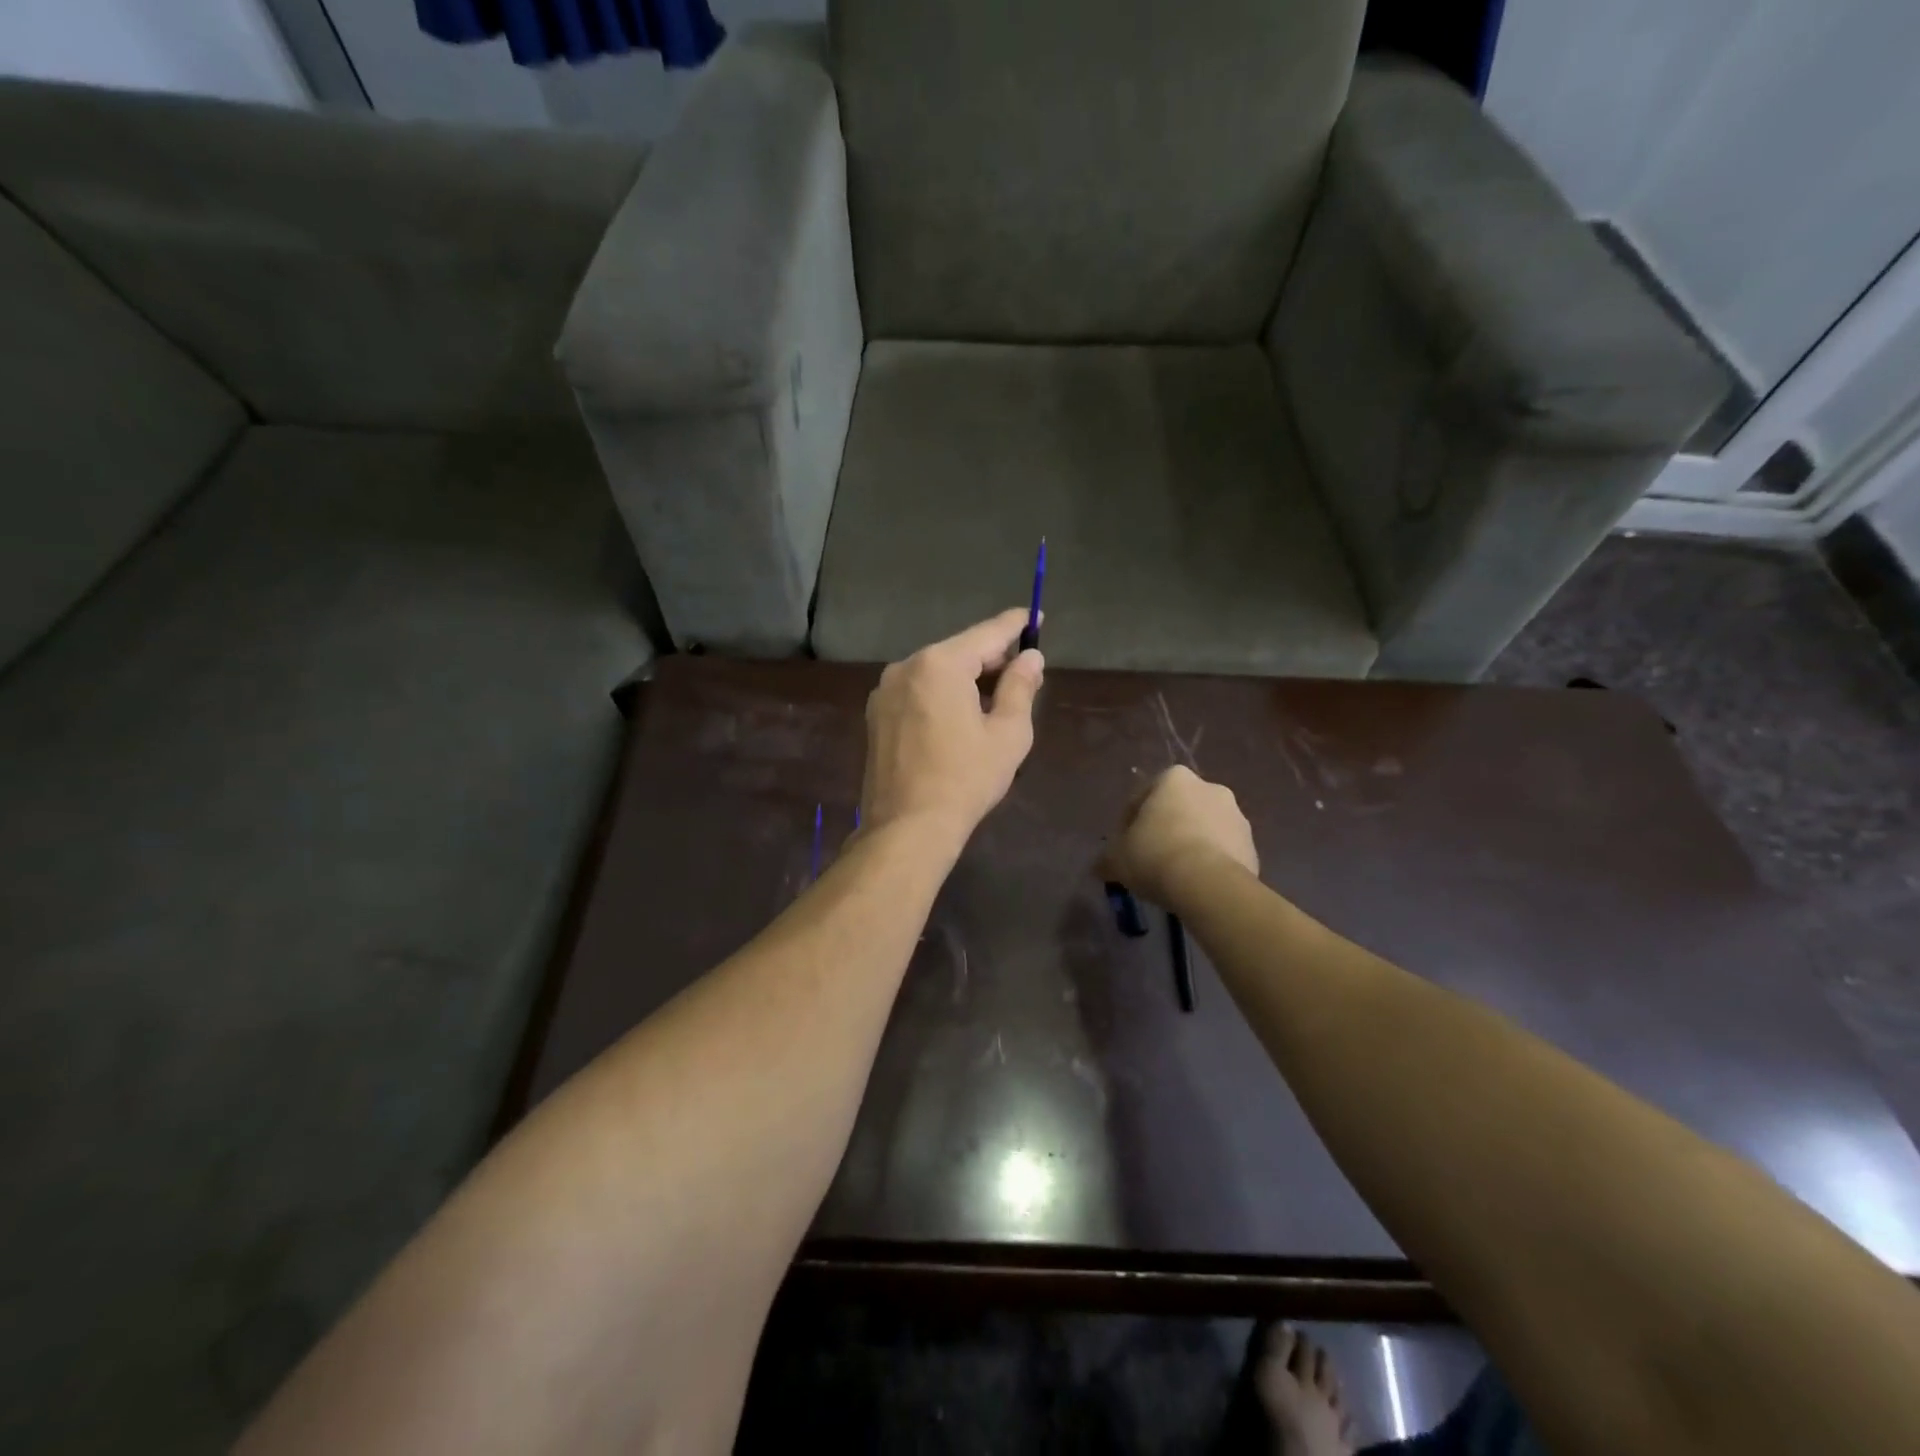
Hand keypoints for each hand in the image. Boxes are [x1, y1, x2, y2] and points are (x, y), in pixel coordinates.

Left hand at [860, 609, 1044, 845]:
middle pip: (958, 651)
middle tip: (1023, 672)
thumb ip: (1020, 686)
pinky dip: (941, 695)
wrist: (907, 827)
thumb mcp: (1008, 733)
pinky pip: (917, 692)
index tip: (1035, 616)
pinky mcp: (876, 715)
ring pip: (936, 672)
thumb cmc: (965, 779)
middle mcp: (906, 667)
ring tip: (995, 700)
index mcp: (939, 664)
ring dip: (966, 679)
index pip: (986, 634)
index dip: (1015, 625)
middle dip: (991, 659)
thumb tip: (1031, 657)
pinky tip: (959, 717)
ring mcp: (885, 691)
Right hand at [1098, 766, 1258, 907]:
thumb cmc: (1155, 856)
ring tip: (1175, 875)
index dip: (1129, 822)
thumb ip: (1107, 857)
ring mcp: (1237, 816)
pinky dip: (1211, 863)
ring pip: (1204, 829)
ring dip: (1190, 845)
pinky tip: (1197, 885)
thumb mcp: (1117, 858)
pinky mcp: (1252, 846)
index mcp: (1174, 779)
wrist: (1209, 885)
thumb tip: (1101, 866)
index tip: (1124, 845)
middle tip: (1150, 858)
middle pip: (1178, 809)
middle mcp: (1210, 787)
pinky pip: (1223, 852)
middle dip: (1165, 829)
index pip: (1143, 796)